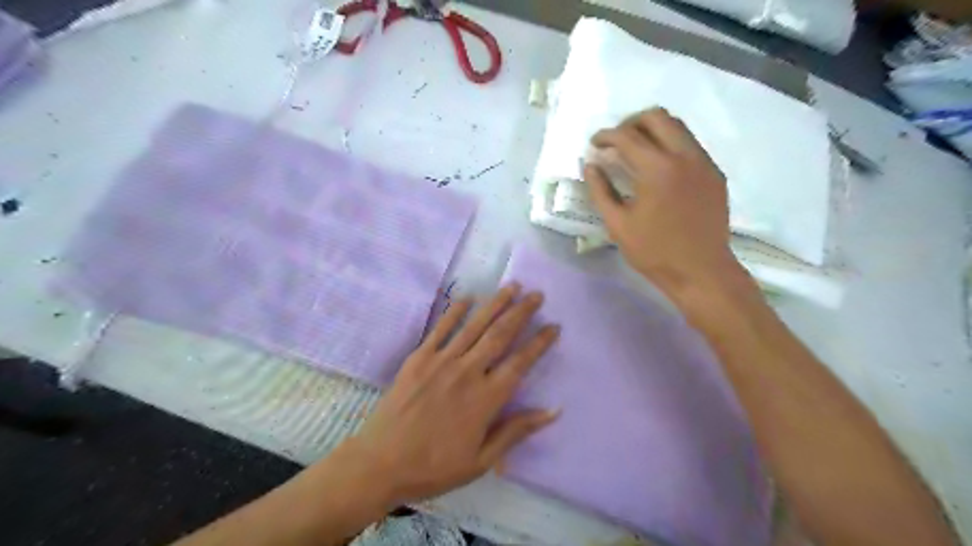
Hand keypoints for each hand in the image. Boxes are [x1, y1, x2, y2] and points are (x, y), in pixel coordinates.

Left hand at [348, 283, 562, 509]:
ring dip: (495, 303)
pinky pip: (441, 328)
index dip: (539, 342)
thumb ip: (517, 431)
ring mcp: (441, 361)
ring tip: (513, 286)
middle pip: (500, 334)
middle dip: (521, 312)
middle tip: (536, 294)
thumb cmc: (434, 466)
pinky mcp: (419, 357)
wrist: (381, 463)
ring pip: (475, 325)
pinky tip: (468, 297)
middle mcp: (468, 372)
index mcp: (486, 399)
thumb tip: (553, 410)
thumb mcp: (481, 460)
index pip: (520, 362)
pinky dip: (455, 311)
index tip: (554, 326)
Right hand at [588, 107, 742, 302]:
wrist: (701, 272)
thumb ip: (600, 191)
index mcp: (657, 169)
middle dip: (631, 123)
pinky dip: (670, 145)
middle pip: (657, 117)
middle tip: (616, 141)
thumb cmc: (654, 252)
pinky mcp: (715, 174)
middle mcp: (684, 156)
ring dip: (652, 130)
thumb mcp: (617, 225)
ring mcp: (704, 162)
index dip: (606, 136)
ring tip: (635, 150)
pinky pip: (690, 145)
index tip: (594, 144)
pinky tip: (659, 168)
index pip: (627, 136)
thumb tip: (590, 165)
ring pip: (678, 126)